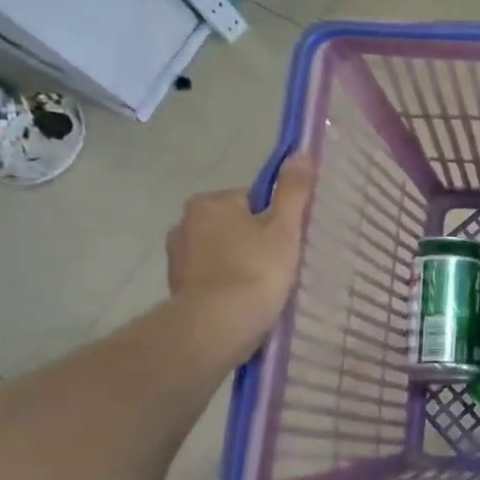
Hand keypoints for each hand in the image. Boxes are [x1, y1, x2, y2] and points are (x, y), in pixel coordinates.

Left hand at [165, 156, 314, 359]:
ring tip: (265, 286)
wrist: (217, 326)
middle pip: (235, 225)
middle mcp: (185, 224)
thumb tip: (301, 153)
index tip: (289, 240)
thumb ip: (293, 190)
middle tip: (281, 264)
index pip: (252, 200)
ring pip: (222, 252)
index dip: (276, 218)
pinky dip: (228, 285)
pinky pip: (212, 277)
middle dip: (255, 240)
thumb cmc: (255, 270)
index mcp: (210, 202)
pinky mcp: (178, 288)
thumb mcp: (285, 227)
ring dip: (240, 263)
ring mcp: (178, 258)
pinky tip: (246, 301)